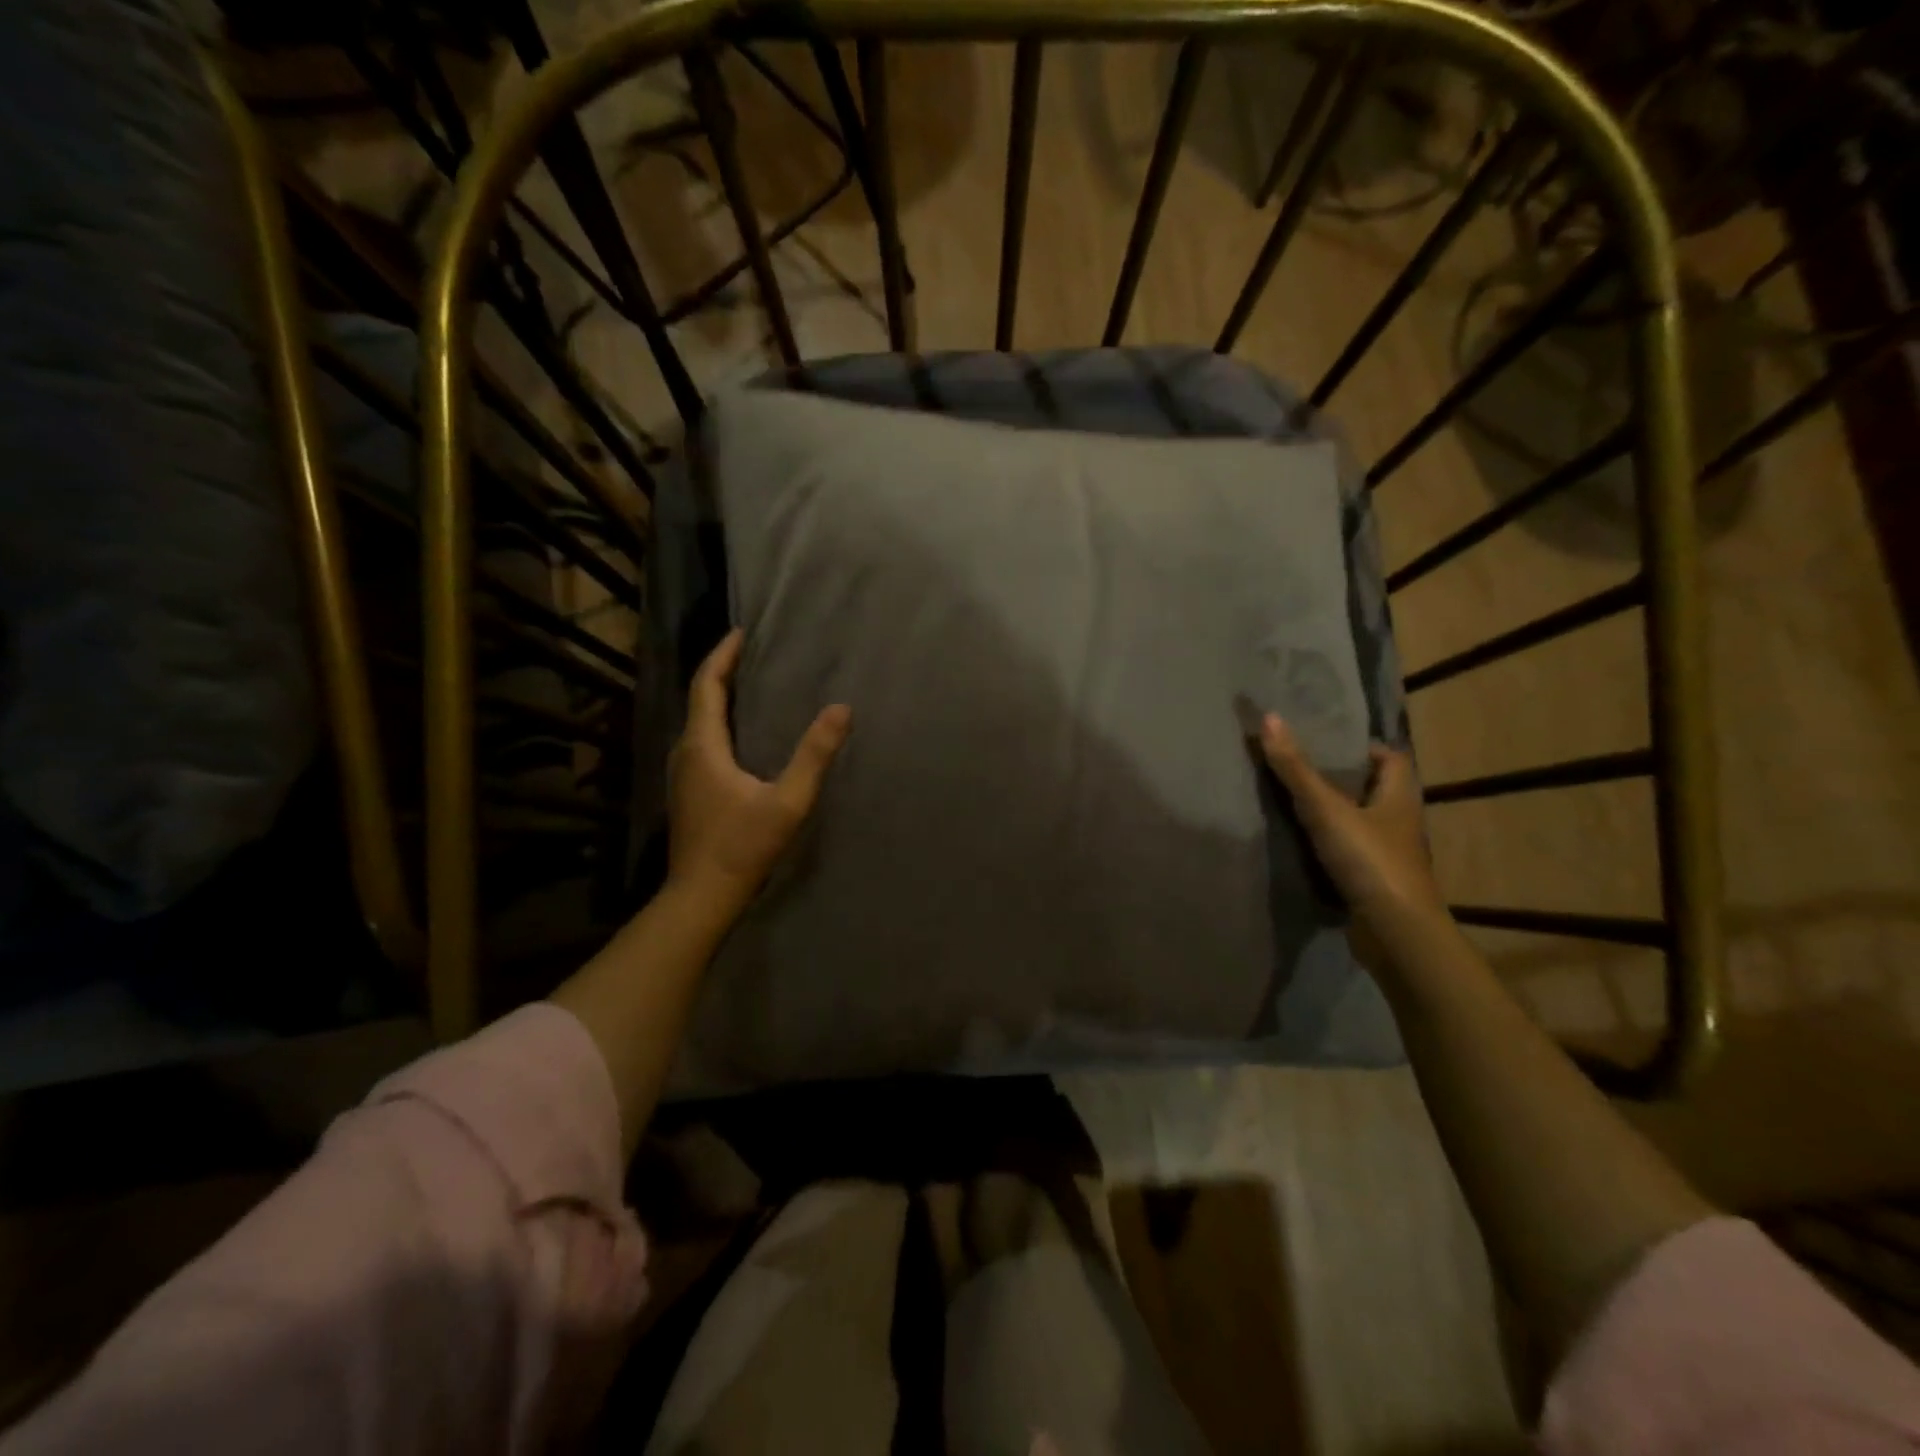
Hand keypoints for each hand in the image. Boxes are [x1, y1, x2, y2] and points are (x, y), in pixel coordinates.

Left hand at [667, 629, 850, 914]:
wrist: (702, 894)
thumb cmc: (743, 846)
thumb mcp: (788, 800)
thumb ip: (815, 755)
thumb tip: (841, 709)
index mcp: (703, 746)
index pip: (708, 685)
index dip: (723, 655)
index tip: (741, 632)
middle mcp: (685, 752)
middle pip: (700, 699)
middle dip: (722, 671)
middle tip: (751, 653)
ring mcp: (682, 773)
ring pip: (698, 722)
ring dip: (719, 697)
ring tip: (749, 684)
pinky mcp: (687, 791)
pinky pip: (701, 741)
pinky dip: (718, 722)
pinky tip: (740, 733)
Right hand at [1258, 714, 1450, 967]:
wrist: (1395, 933)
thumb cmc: (1370, 860)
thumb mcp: (1326, 809)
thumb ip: (1296, 768)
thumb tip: (1269, 717)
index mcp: (1399, 796)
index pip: (1390, 758)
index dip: (1362, 748)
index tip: (1324, 743)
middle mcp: (1399, 822)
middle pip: (1372, 789)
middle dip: (1340, 779)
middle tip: (1298, 768)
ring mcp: (1388, 855)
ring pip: (1360, 822)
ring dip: (1333, 813)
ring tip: (1291, 802)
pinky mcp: (1374, 881)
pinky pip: (1350, 852)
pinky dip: (1329, 845)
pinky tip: (1300, 844)